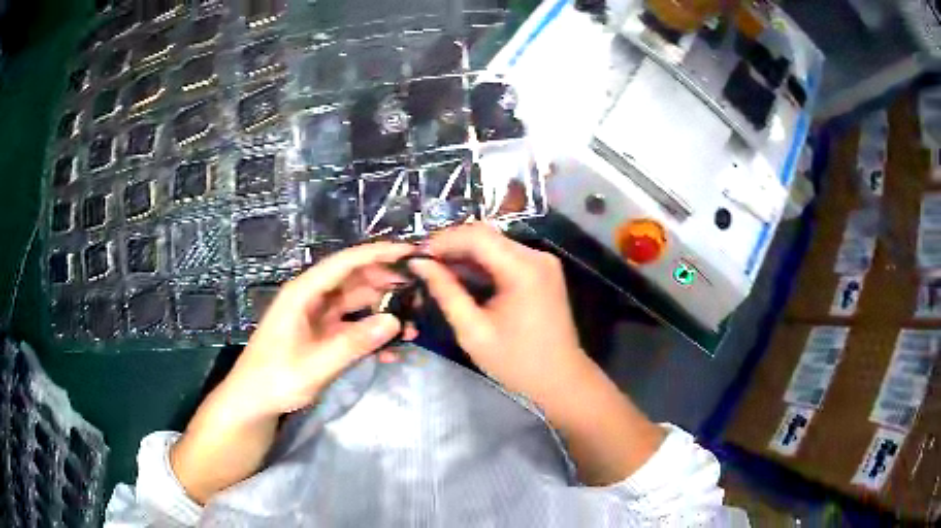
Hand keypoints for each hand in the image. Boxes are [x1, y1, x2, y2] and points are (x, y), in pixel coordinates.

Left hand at [171, 242, 415, 503]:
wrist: (253, 402)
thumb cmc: (275, 379)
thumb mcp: (315, 365)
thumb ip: (354, 343)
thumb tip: (396, 321)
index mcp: (304, 293)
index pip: (345, 263)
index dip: (378, 254)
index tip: (410, 252)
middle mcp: (312, 298)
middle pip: (355, 280)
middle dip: (387, 282)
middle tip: (421, 291)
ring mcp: (318, 317)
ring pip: (357, 303)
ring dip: (384, 311)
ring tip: (413, 324)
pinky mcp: (322, 335)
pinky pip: (353, 327)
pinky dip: (372, 334)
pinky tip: (392, 350)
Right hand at [408, 224, 585, 401]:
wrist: (561, 380)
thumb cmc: (517, 362)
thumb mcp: (473, 331)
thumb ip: (445, 292)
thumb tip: (419, 264)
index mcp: (523, 269)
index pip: (477, 236)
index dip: (443, 240)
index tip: (416, 256)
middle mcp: (537, 256)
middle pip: (486, 236)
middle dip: (451, 246)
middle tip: (422, 264)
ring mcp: (542, 262)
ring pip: (494, 245)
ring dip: (464, 255)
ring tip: (435, 271)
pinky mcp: (542, 271)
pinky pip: (505, 257)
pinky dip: (481, 265)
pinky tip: (461, 277)